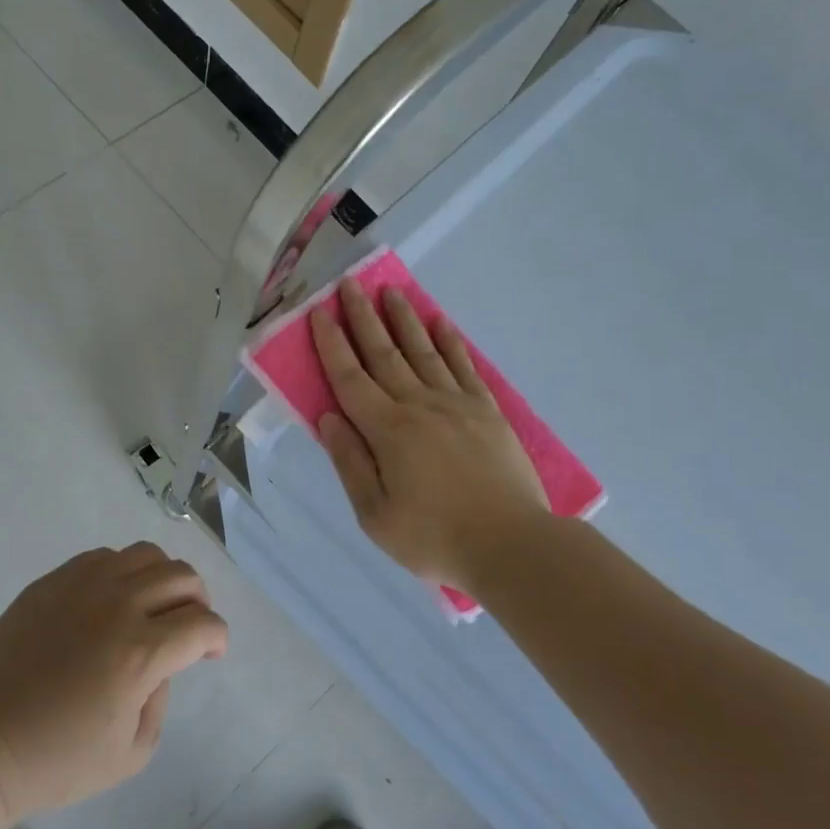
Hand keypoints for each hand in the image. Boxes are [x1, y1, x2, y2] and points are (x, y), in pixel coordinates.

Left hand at [0, 543, 227, 821]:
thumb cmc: (55, 761)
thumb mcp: (131, 753)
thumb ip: (161, 700)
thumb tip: (161, 664)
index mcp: (141, 653)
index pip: (203, 624)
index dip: (218, 638)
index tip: (211, 653)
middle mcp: (118, 606)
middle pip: (182, 577)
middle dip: (199, 602)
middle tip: (189, 627)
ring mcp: (82, 586)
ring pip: (146, 555)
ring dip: (164, 578)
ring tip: (153, 605)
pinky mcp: (52, 582)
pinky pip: (103, 557)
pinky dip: (122, 572)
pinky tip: (111, 601)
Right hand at [312, 278, 548, 588]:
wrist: (510, 544)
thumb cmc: (434, 538)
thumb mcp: (375, 515)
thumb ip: (351, 462)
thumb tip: (329, 417)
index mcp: (387, 430)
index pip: (350, 378)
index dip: (331, 344)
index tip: (319, 313)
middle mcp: (419, 405)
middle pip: (384, 354)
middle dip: (363, 318)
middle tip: (351, 284)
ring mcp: (457, 404)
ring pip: (423, 351)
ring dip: (404, 320)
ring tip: (391, 292)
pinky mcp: (487, 411)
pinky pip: (464, 367)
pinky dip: (450, 343)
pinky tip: (441, 324)